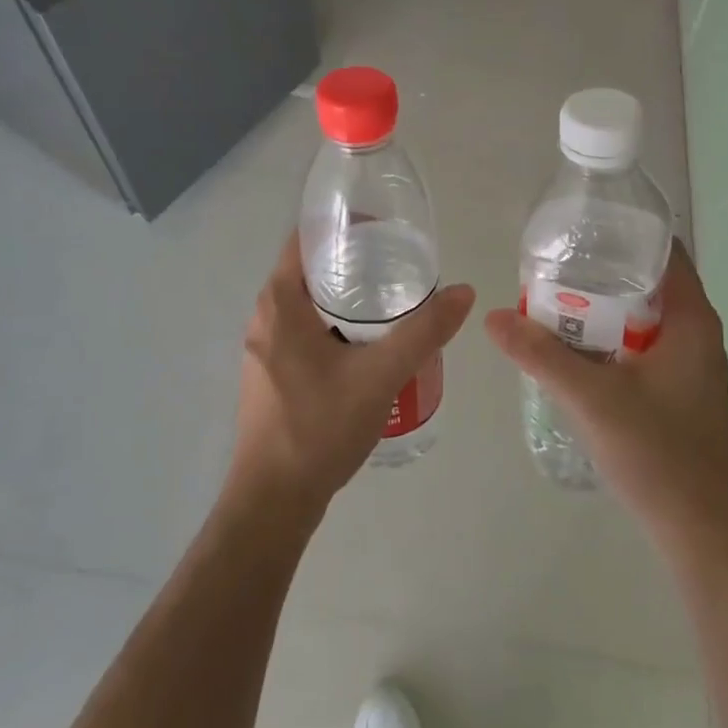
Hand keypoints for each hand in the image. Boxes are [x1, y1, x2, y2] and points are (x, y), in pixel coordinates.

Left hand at [229, 234, 474, 524]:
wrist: (273, 501)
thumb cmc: (319, 428)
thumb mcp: (381, 375)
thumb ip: (424, 332)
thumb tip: (464, 292)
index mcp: (279, 302)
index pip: (306, 238)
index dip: (344, 226)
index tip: (384, 231)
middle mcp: (263, 316)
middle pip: (309, 269)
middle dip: (353, 262)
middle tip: (400, 265)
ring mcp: (263, 347)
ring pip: (307, 303)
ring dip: (345, 296)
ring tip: (392, 301)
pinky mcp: (270, 373)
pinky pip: (304, 330)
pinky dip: (334, 323)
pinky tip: (369, 344)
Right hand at [484, 242, 727, 549]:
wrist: (702, 532)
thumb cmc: (658, 453)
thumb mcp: (591, 398)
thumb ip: (541, 355)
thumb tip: (494, 317)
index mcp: (692, 321)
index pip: (664, 253)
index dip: (624, 234)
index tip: (580, 229)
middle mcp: (697, 335)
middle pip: (649, 284)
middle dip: (602, 272)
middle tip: (553, 266)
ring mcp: (690, 367)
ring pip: (643, 319)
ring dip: (604, 310)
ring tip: (554, 302)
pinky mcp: (679, 393)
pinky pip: (642, 348)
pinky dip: (611, 340)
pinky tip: (575, 351)